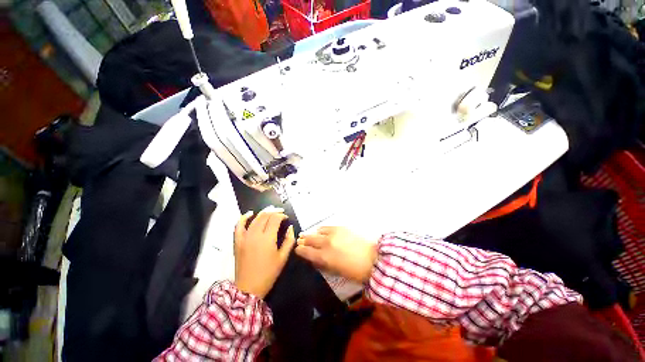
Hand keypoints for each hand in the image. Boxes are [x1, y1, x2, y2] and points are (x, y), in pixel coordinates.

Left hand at [234, 207, 295, 298]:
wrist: (248, 288)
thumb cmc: (268, 273)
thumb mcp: (283, 258)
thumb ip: (289, 240)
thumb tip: (290, 227)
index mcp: (268, 238)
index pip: (275, 219)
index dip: (282, 216)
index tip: (286, 218)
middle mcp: (255, 234)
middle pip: (265, 216)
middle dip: (274, 212)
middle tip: (280, 213)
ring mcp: (244, 237)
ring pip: (254, 219)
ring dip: (263, 213)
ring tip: (270, 211)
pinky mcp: (237, 241)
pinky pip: (238, 226)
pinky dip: (243, 218)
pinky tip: (250, 213)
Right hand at [295, 227, 376, 282]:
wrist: (373, 258)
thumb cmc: (355, 271)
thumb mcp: (337, 272)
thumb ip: (325, 264)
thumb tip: (316, 259)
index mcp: (324, 257)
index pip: (306, 252)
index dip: (300, 250)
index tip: (297, 249)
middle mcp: (326, 243)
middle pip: (310, 239)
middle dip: (303, 240)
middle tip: (300, 240)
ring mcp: (333, 233)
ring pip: (317, 232)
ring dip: (312, 234)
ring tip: (310, 235)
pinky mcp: (341, 228)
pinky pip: (327, 227)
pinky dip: (322, 230)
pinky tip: (322, 231)